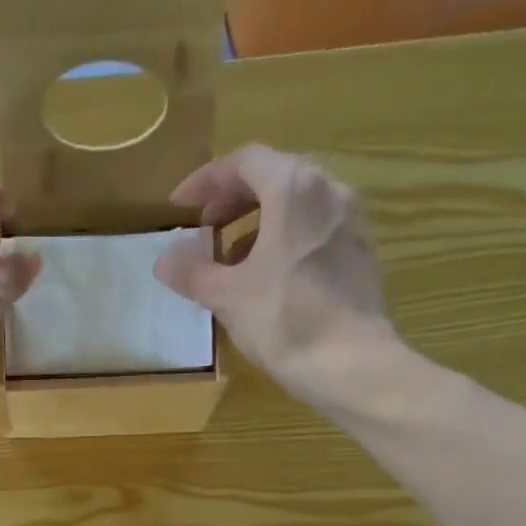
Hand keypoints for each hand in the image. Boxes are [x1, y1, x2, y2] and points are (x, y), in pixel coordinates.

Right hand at [154, 145, 404, 412]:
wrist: (350, 364)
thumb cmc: (284, 320)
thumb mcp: (227, 296)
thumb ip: (193, 272)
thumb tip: (164, 261)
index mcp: (293, 188)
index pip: (244, 162)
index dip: (206, 180)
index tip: (180, 207)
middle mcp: (329, 190)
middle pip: (274, 176)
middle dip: (233, 199)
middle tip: (204, 228)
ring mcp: (351, 221)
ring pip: (297, 204)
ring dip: (259, 221)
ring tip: (231, 257)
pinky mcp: (361, 252)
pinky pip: (315, 229)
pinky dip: (285, 239)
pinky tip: (267, 276)